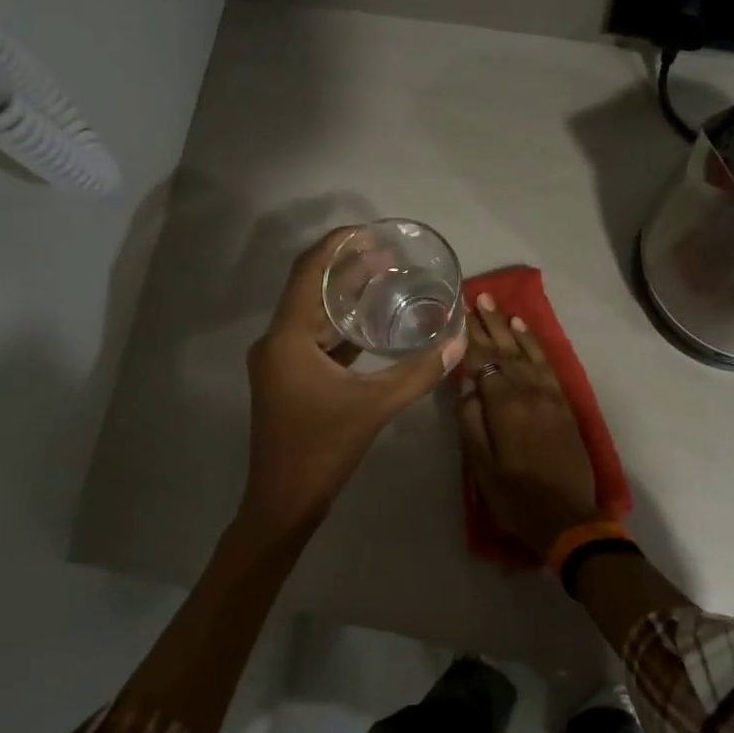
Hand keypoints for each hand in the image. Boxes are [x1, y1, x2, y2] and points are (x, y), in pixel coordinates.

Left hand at [240, 229, 465, 534]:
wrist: (284, 502)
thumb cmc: (322, 450)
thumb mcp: (374, 407)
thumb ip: (417, 373)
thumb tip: (458, 342)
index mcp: (286, 338)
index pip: (309, 273)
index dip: (337, 245)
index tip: (369, 230)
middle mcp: (276, 342)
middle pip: (310, 290)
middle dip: (346, 269)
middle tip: (388, 256)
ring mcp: (279, 362)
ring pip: (311, 315)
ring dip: (343, 297)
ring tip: (383, 280)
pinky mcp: (287, 379)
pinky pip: (313, 339)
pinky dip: (340, 327)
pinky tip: (370, 326)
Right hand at [457, 292, 601, 559]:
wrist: (568, 518)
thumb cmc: (516, 497)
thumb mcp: (481, 466)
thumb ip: (471, 421)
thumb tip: (466, 385)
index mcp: (505, 406)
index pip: (483, 362)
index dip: (470, 337)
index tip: (458, 313)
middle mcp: (529, 392)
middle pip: (505, 351)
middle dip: (490, 323)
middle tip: (477, 296)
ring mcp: (550, 396)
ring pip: (527, 353)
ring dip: (511, 328)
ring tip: (497, 306)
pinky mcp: (564, 404)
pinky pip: (548, 365)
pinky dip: (535, 346)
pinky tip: (526, 332)